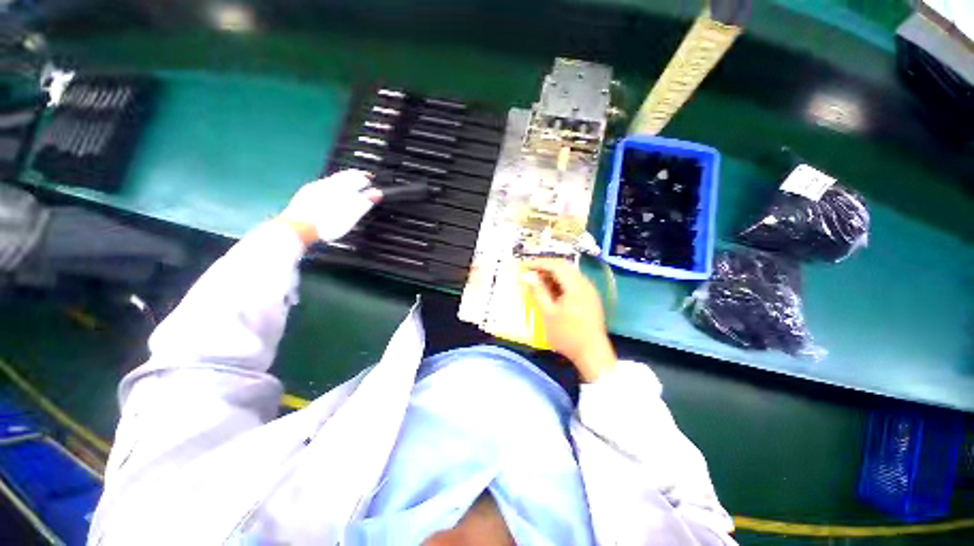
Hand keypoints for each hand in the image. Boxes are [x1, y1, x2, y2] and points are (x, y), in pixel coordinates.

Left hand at [277, 170, 382, 244]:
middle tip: (360, 185)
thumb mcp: (351, 213)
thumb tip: (377, 192)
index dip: (363, 176)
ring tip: (347, 195)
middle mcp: (320, 185)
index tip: (370, 178)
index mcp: (334, 185)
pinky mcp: (302, 202)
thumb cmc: (327, 221)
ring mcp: (309, 192)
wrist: (296, 230)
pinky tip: (330, 203)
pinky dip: (330, 196)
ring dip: (340, 189)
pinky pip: (320, 193)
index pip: (351, 175)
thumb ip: (364, 201)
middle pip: (339, 179)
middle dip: (351, 182)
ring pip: (329, 186)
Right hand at [523, 260, 615, 381]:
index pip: (555, 266)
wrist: (592, 354)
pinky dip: (561, 284)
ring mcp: (589, 292)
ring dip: (553, 276)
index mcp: (575, 285)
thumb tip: (528, 277)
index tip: (524, 266)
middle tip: (530, 274)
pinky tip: (552, 293)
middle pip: (564, 268)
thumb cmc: (567, 334)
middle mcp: (585, 284)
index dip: (539, 264)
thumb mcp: (548, 313)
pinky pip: (574, 284)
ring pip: (569, 276)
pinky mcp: (590, 300)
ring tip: (538, 283)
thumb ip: (538, 292)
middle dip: (546, 269)